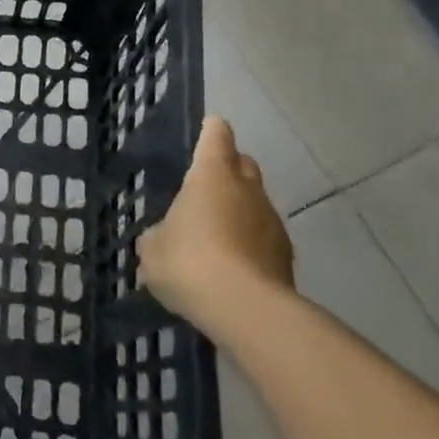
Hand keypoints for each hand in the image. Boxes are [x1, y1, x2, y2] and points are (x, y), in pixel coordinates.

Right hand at [138, 117, 294, 338]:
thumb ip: (158, 234)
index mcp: (212, 175)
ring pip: (255, 203)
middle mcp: (247, 189)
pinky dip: (249, 243)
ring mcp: (272, 221)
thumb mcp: (152, 249)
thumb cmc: (189, 262)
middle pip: (243, 164)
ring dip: (239, 211)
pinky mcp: (286, 255)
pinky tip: (230, 266)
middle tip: (205, 187)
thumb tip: (164, 235)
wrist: (245, 309)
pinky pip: (263, 237)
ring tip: (214, 236)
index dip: (211, 131)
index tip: (207, 130)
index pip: (217, 136)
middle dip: (228, 169)